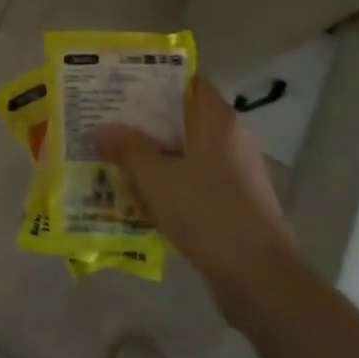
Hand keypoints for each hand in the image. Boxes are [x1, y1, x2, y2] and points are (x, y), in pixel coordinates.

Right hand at [94, 76, 296, 309]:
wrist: (258, 278)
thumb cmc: (207, 212)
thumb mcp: (156, 177)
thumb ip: (127, 149)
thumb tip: (100, 128)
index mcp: (219, 121)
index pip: (187, 82)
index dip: (155, 79)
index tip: (121, 83)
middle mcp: (231, 140)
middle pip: (184, 118)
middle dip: (146, 120)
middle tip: (107, 120)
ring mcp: (236, 174)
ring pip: (187, 153)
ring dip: (155, 155)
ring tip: (114, 157)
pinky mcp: (235, 205)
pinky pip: (194, 182)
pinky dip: (169, 183)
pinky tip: (139, 196)